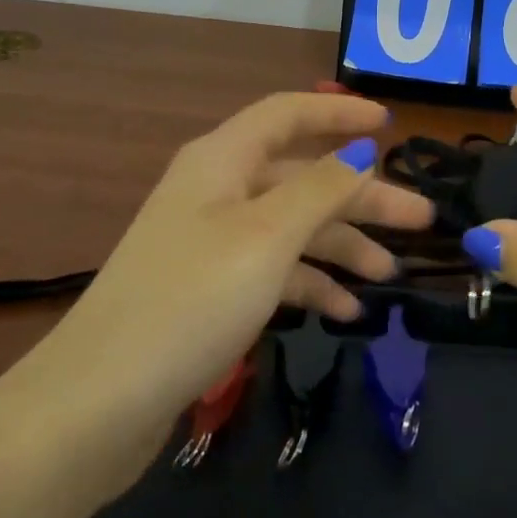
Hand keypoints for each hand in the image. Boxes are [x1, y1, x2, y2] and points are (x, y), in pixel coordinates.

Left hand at [6, 93, 431, 465]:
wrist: (95, 405)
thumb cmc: (190, 300)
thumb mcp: (267, 236)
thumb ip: (321, 188)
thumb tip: (359, 151)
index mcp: (223, 160)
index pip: (289, 114)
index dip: (339, 112)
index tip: (389, 125)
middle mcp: (218, 190)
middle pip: (302, 176)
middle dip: (361, 195)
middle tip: (421, 219)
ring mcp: (211, 242)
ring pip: (292, 226)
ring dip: (341, 245)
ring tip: (389, 273)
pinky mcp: (209, 291)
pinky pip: (273, 270)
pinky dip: (309, 284)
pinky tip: (345, 311)